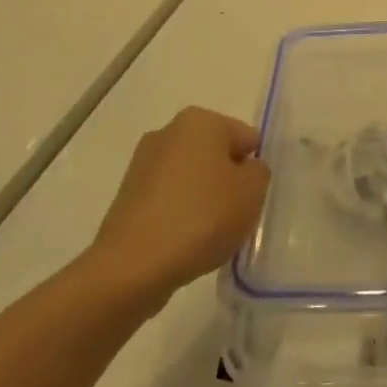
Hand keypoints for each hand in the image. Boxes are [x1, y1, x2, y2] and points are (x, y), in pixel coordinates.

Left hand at [90, 108, 269, 305]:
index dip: (255, 170)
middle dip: (229, 182)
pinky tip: (184, 243)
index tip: (253, 199)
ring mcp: (144, 163)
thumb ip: (258, 172)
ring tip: (208, 236)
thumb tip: (244, 170)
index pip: (247, 138)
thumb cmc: (201, 217)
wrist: (133, 266)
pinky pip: (169, 200)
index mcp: (201, 120)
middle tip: (235, 217)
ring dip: (204, 200)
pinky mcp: (128, 195)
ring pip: (192, 178)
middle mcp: (169, 131)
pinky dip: (180, 215)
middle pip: (217, 155)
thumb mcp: (252, 192)